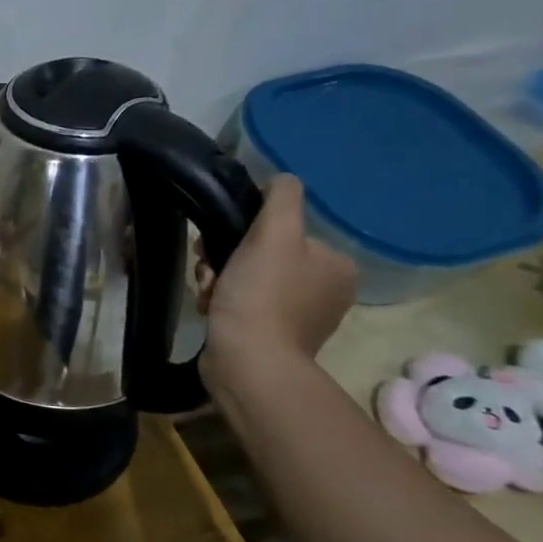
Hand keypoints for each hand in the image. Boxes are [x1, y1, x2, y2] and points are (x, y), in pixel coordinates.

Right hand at [197, 175, 356, 373]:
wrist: (248, 362)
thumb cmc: (262, 295)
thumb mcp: (273, 233)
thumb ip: (281, 198)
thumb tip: (280, 179)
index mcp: (335, 265)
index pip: (285, 230)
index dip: (246, 231)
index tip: (222, 243)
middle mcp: (324, 290)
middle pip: (263, 254)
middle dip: (227, 258)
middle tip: (210, 270)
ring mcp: (299, 316)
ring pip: (247, 278)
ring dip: (218, 279)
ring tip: (207, 292)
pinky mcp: (272, 337)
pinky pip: (242, 305)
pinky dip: (221, 302)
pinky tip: (209, 308)